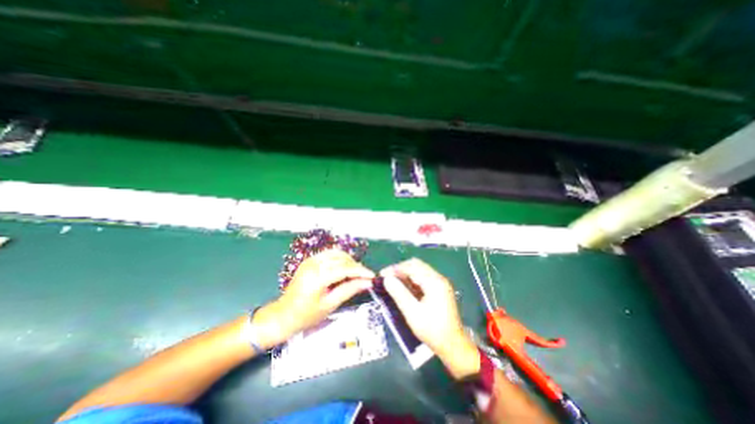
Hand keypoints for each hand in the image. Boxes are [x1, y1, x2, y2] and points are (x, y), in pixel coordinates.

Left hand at [252, 250, 371, 348]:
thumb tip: (367, 282)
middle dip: (356, 266)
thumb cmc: (306, 315)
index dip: (360, 271)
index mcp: (317, 277)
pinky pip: (329, 254)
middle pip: (342, 258)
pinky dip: (339, 259)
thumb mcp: (331, 304)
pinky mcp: (309, 260)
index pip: (345, 268)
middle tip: (364, 277)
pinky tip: (343, 268)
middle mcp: (314, 264)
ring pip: (336, 253)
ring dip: (348, 260)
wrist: (283, 315)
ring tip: (355, 273)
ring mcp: (310, 260)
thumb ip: (350, 290)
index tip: (372, 276)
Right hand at [380, 261, 479, 379]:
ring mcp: (440, 283)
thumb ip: (399, 294)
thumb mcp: (413, 313)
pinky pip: (422, 279)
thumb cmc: (433, 331)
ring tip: (392, 282)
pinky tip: (403, 288)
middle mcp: (438, 278)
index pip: (412, 266)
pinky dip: (411, 281)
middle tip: (386, 278)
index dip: (395, 269)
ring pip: (419, 271)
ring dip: (405, 274)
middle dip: (400, 269)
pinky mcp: (439, 289)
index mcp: (434, 282)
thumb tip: (386, 279)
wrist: (454, 346)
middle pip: (416, 265)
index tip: (382, 275)